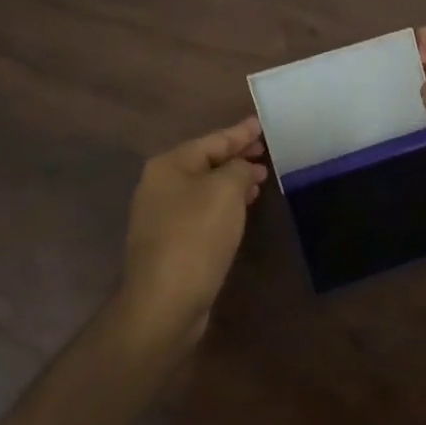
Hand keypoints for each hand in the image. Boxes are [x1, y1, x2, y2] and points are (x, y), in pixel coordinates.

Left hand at [120, 117, 268, 338]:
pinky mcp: (170, 241)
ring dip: (233, 181)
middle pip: (206, 162)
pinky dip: (224, 204)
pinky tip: (241, 208)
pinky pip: (202, 210)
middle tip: (265, 151)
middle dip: (236, 156)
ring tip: (260, 178)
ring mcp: (162, 215)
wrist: (165, 300)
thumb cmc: (196, 236)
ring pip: (205, 187)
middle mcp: (160, 185)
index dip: (240, 132)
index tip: (261, 124)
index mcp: (169, 166)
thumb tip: (243, 167)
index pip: (212, 140)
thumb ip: (239, 168)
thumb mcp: (226, 191)